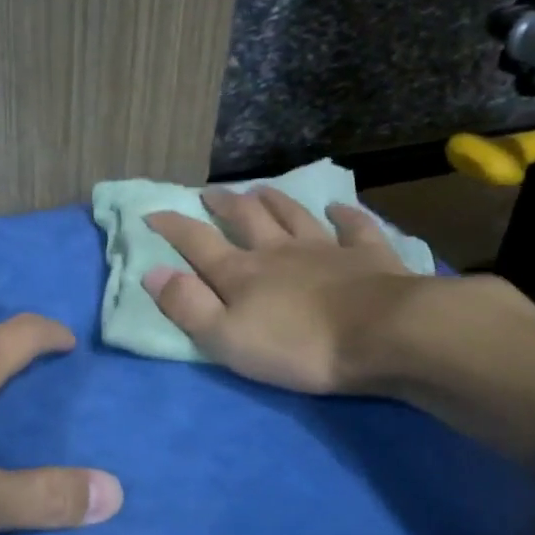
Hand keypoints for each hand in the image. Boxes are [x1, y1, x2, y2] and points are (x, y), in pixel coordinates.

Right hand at [144, 185, 534, 396]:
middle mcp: (278, 251)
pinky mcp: (368, 255)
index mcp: (242, 273)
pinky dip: (344, 214)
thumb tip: (152, 272)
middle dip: (223, 204)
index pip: (197, 243)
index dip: (173, 226)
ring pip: (292, 214)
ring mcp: (325, 248)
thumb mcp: (227, 337)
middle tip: (209, 192)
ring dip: (273, 200)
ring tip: (259, 188)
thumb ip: (188, 305)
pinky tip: (338, 207)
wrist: (382, 335)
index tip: (152, 212)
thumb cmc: (298, 345)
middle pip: (246, 218)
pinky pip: (353, 226)